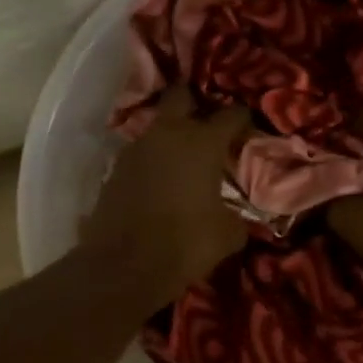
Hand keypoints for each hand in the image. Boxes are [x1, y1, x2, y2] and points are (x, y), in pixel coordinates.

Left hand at [82, 86, 250, 311]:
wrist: (123, 266)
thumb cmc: (185, 244)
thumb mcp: (227, 235)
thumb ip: (237, 216)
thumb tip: (237, 216)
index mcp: (202, 142)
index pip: (230, 114)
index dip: (242, 118)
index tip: (248, 127)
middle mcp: (167, 134)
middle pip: (180, 96)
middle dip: (194, 102)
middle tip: (208, 123)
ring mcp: (135, 149)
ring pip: (157, 127)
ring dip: (170, 136)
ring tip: (184, 160)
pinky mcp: (114, 170)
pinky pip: (140, 155)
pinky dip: (152, 162)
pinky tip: (161, 183)